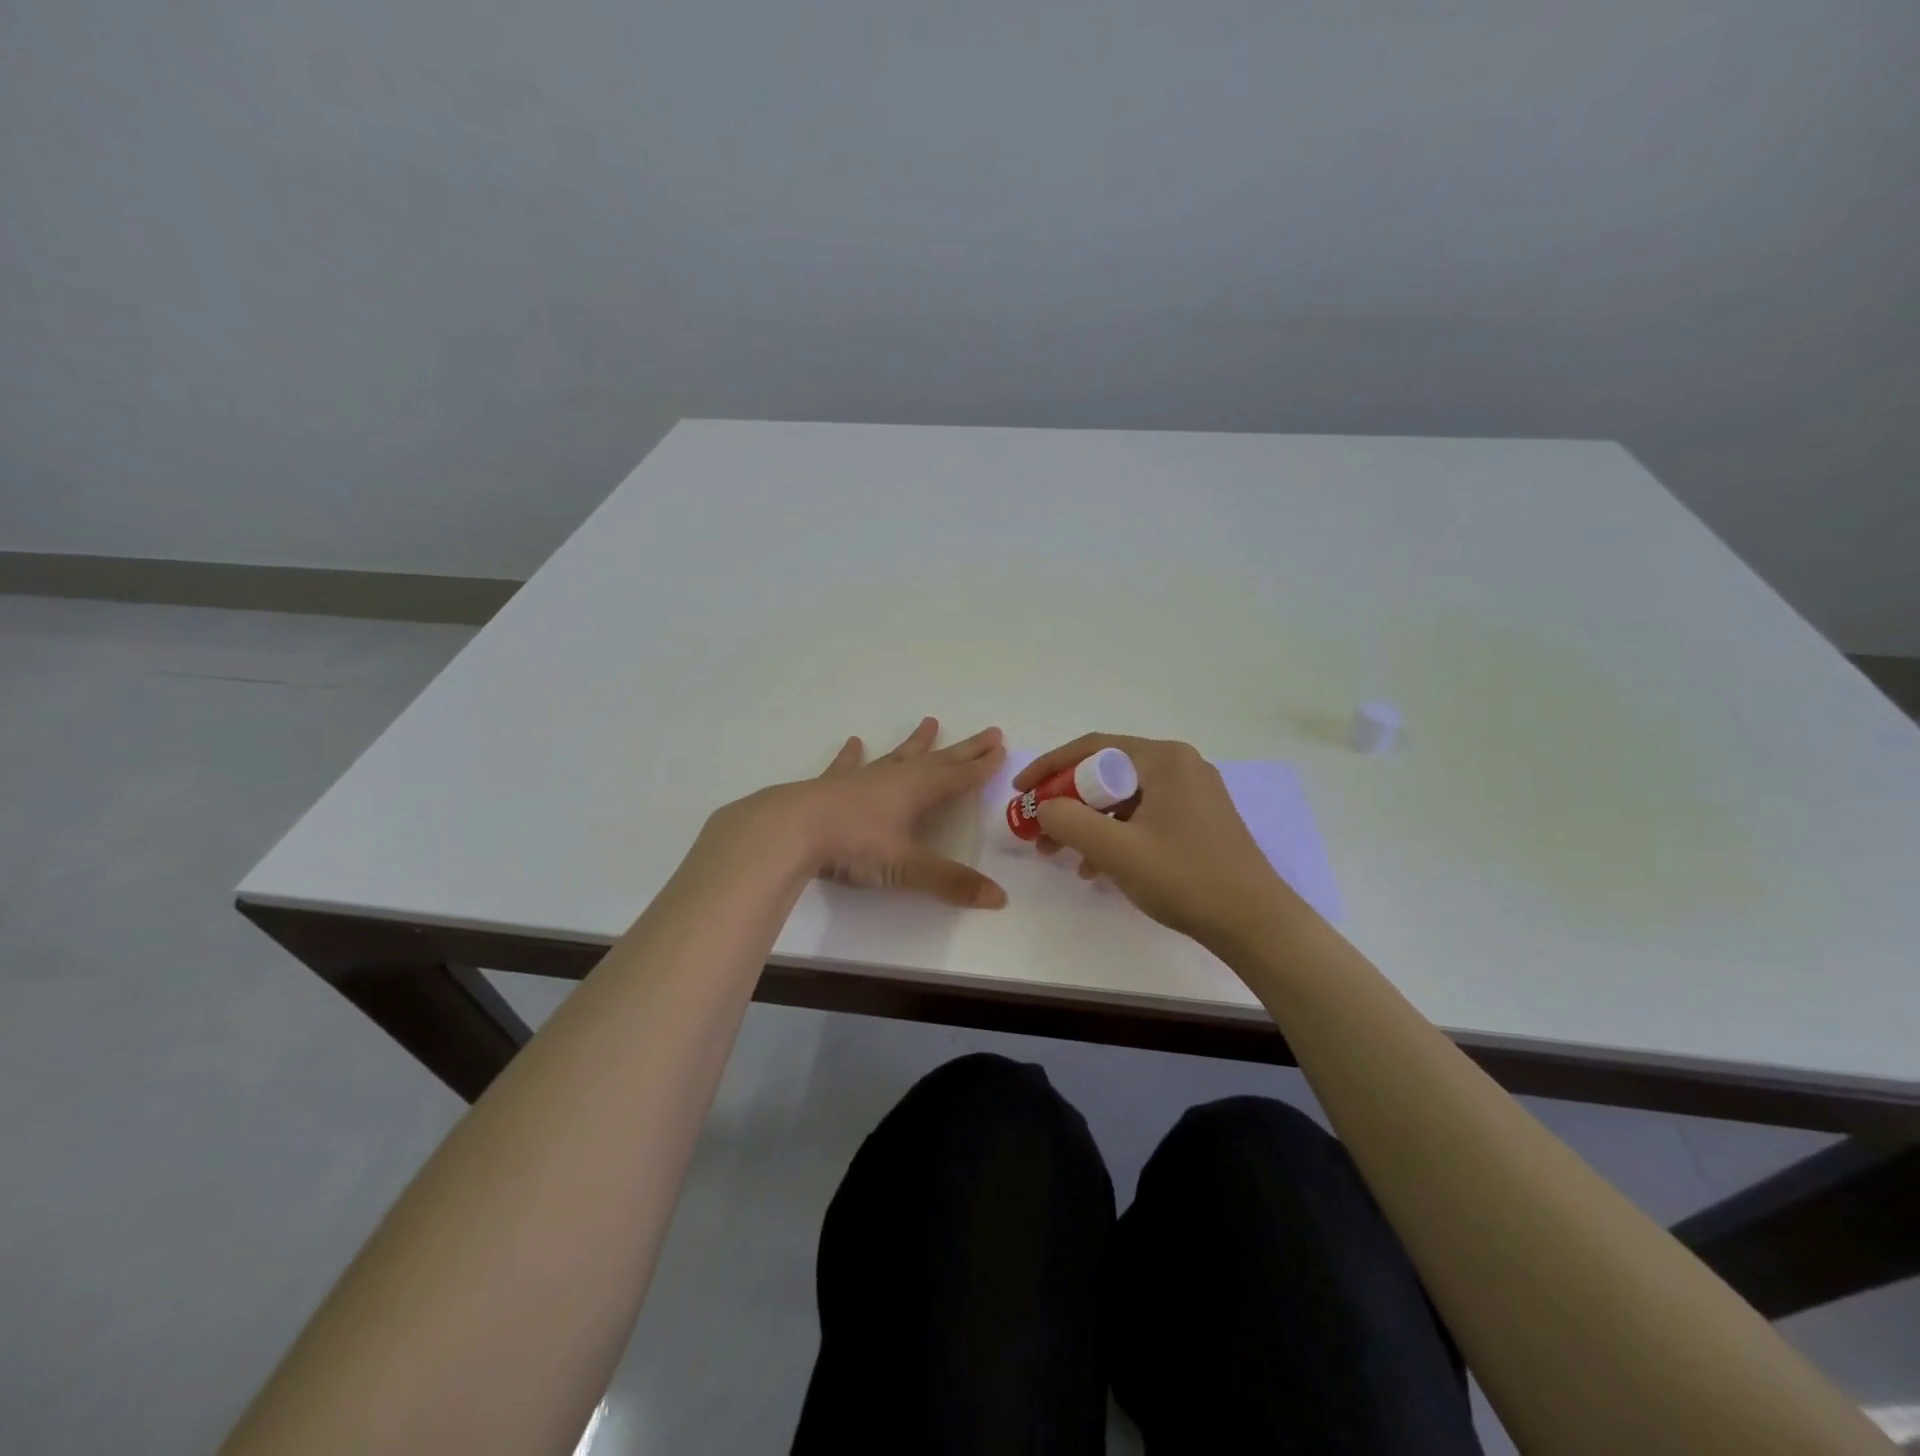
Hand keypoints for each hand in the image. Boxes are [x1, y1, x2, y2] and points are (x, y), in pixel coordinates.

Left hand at [719, 718, 1008, 907]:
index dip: (982, 766)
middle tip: (989, 732)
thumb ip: (951, 882)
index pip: (959, 777)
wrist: (790, 829)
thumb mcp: (906, 866)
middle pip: (938, 760)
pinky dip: (853, 755)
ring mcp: (861, 779)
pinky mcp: (830, 786)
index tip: (1001, 749)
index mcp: (917, 792)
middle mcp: (894, 777)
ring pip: (897, 756)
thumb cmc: (853, 845)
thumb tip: (1000, 898)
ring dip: (916, 743)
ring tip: (930, 722)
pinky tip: (854, 742)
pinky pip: (847, 765)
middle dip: (965, 750)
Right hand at [1017, 733, 1292, 947]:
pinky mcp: (1198, 821)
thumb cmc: (1185, 877)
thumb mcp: (1116, 850)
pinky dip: (1115, 836)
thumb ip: (1068, 821)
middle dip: (1067, 802)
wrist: (1256, 924)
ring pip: (1123, 799)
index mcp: (1164, 759)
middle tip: (1039, 830)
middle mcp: (1180, 766)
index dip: (1049, 767)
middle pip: (1106, 774)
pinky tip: (1098, 870)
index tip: (1020, 791)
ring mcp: (1193, 794)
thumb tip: (1044, 807)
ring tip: (1061, 856)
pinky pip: (1143, 817)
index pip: (1091, 747)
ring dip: (1088, 824)